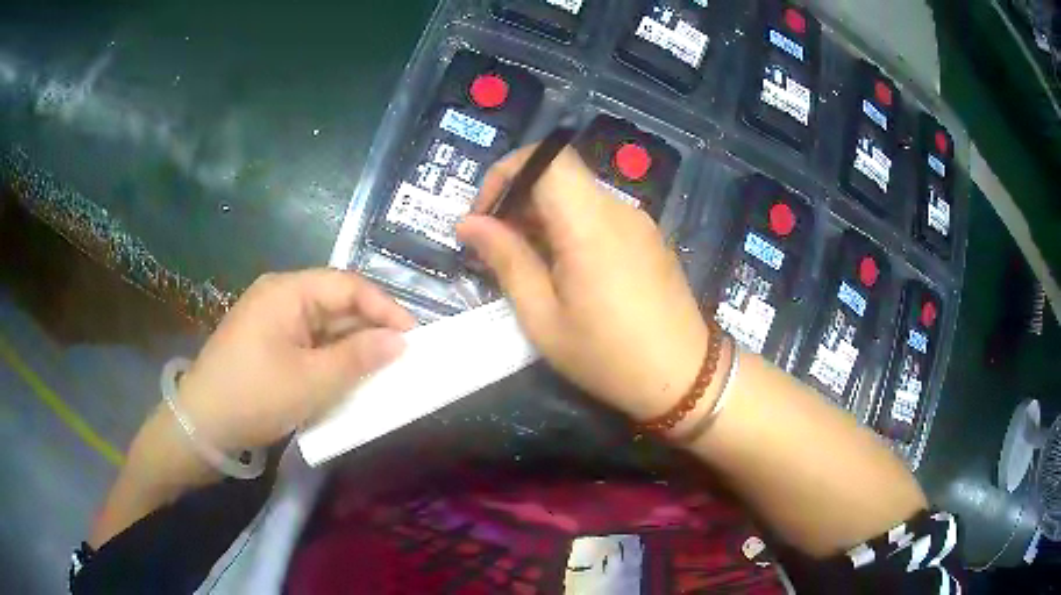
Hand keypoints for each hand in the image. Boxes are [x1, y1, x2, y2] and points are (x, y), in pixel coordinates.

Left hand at [175, 269, 415, 451]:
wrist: (202, 425)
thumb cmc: (255, 396)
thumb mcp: (311, 381)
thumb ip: (358, 358)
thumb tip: (400, 342)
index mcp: (287, 292)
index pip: (348, 286)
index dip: (385, 308)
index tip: (414, 338)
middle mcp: (280, 297)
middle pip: (336, 303)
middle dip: (370, 329)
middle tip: (402, 359)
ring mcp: (272, 321)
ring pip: (324, 326)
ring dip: (351, 347)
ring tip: (381, 371)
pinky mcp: (268, 344)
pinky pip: (309, 343)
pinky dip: (330, 359)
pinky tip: (346, 378)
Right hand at [456, 147, 708, 421]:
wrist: (686, 378)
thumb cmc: (608, 356)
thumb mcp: (543, 318)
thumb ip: (506, 260)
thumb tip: (468, 224)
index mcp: (589, 223)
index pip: (545, 157)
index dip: (506, 173)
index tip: (484, 214)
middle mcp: (617, 209)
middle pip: (559, 174)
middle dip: (518, 199)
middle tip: (495, 247)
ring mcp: (638, 221)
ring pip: (578, 194)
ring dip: (542, 215)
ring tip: (525, 262)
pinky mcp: (648, 237)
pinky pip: (599, 214)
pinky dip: (569, 226)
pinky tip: (563, 269)